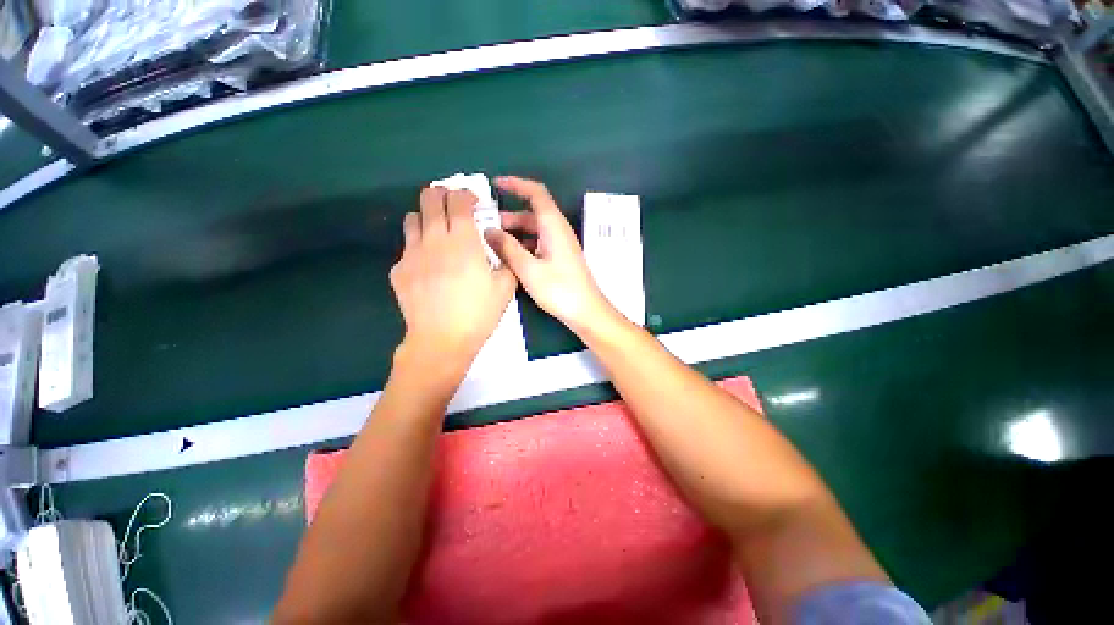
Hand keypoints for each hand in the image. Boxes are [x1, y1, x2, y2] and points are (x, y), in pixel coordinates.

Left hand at [390, 186, 516, 376]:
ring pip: (412, 218)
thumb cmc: (478, 314)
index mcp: (463, 242)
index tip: (474, 202)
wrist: (442, 341)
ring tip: (439, 232)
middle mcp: (434, 240)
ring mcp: (412, 254)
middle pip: (429, 198)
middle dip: (442, 194)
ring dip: (427, 218)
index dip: (466, 194)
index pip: (458, 200)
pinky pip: (407, 247)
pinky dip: (418, 246)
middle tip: (453, 207)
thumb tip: (501, 246)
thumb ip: (507, 262)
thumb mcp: (505, 289)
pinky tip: (429, 266)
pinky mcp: (399, 270)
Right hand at [484, 176, 617, 333]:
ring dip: (514, 232)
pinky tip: (509, 256)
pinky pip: (538, 242)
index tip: (495, 184)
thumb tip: (489, 231)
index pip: (536, 193)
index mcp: (553, 225)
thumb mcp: (528, 269)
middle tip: (485, 224)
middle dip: (508, 215)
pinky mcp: (559, 257)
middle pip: (532, 213)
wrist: (585, 310)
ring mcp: (560, 244)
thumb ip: (507, 248)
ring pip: (534, 230)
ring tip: (491, 242)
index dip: (516, 184)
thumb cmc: (559, 289)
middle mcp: (557, 230)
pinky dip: (522, 244)